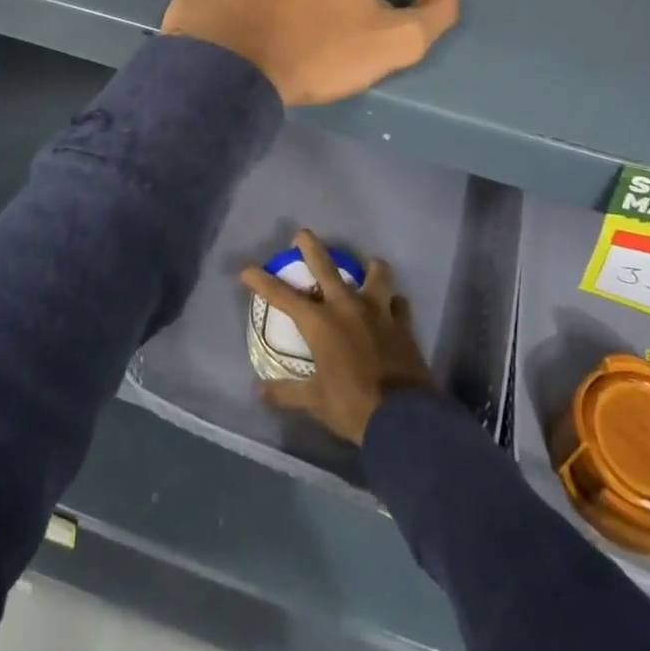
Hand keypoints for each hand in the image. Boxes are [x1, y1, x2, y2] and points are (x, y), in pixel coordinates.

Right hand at [240, 229, 437, 444]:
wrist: (403, 416)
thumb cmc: (353, 406)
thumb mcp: (315, 402)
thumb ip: (287, 392)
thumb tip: (258, 391)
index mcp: (321, 323)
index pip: (283, 296)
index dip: (262, 281)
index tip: (246, 270)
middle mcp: (348, 306)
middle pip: (326, 266)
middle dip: (311, 247)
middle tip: (302, 234)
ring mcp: (379, 310)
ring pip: (376, 272)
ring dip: (370, 268)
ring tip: (368, 268)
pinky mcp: (403, 322)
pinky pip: (399, 303)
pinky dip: (394, 303)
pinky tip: (393, 309)